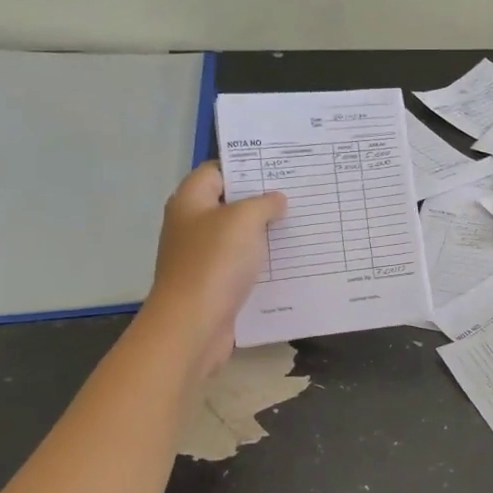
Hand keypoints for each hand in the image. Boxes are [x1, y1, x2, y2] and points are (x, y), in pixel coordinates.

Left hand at [140, 161, 286, 376]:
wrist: (193, 325)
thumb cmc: (215, 263)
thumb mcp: (244, 220)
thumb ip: (264, 203)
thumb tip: (276, 200)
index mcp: (191, 201)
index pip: (217, 170)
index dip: (247, 167)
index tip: (280, 169)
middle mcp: (192, 225)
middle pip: (230, 204)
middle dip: (262, 201)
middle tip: (299, 196)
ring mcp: (202, 257)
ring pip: (239, 237)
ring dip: (266, 234)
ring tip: (302, 226)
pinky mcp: (214, 284)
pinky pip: (242, 266)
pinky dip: (262, 263)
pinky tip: (290, 262)